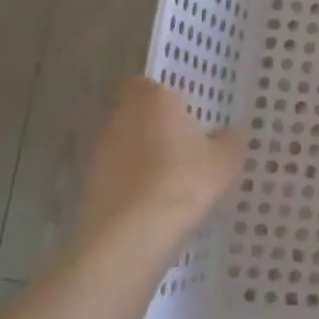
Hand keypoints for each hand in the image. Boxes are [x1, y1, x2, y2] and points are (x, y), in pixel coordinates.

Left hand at [76, 78, 243, 261]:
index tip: (187, 114)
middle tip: (186, 146)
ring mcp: (100, 151)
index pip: (150, 85)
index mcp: (153, 100)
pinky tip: (155, 202)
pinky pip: (118, 174)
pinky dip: (133, 182)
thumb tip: (227, 133)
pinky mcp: (90, 183)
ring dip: (143, 155)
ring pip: (126, 144)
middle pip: (137, 114)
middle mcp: (121, 117)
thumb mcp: (225, 160)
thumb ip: (228, 141)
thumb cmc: (184, 180)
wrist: (133, 233)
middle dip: (157, 127)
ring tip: (172, 178)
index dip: (167, 98)